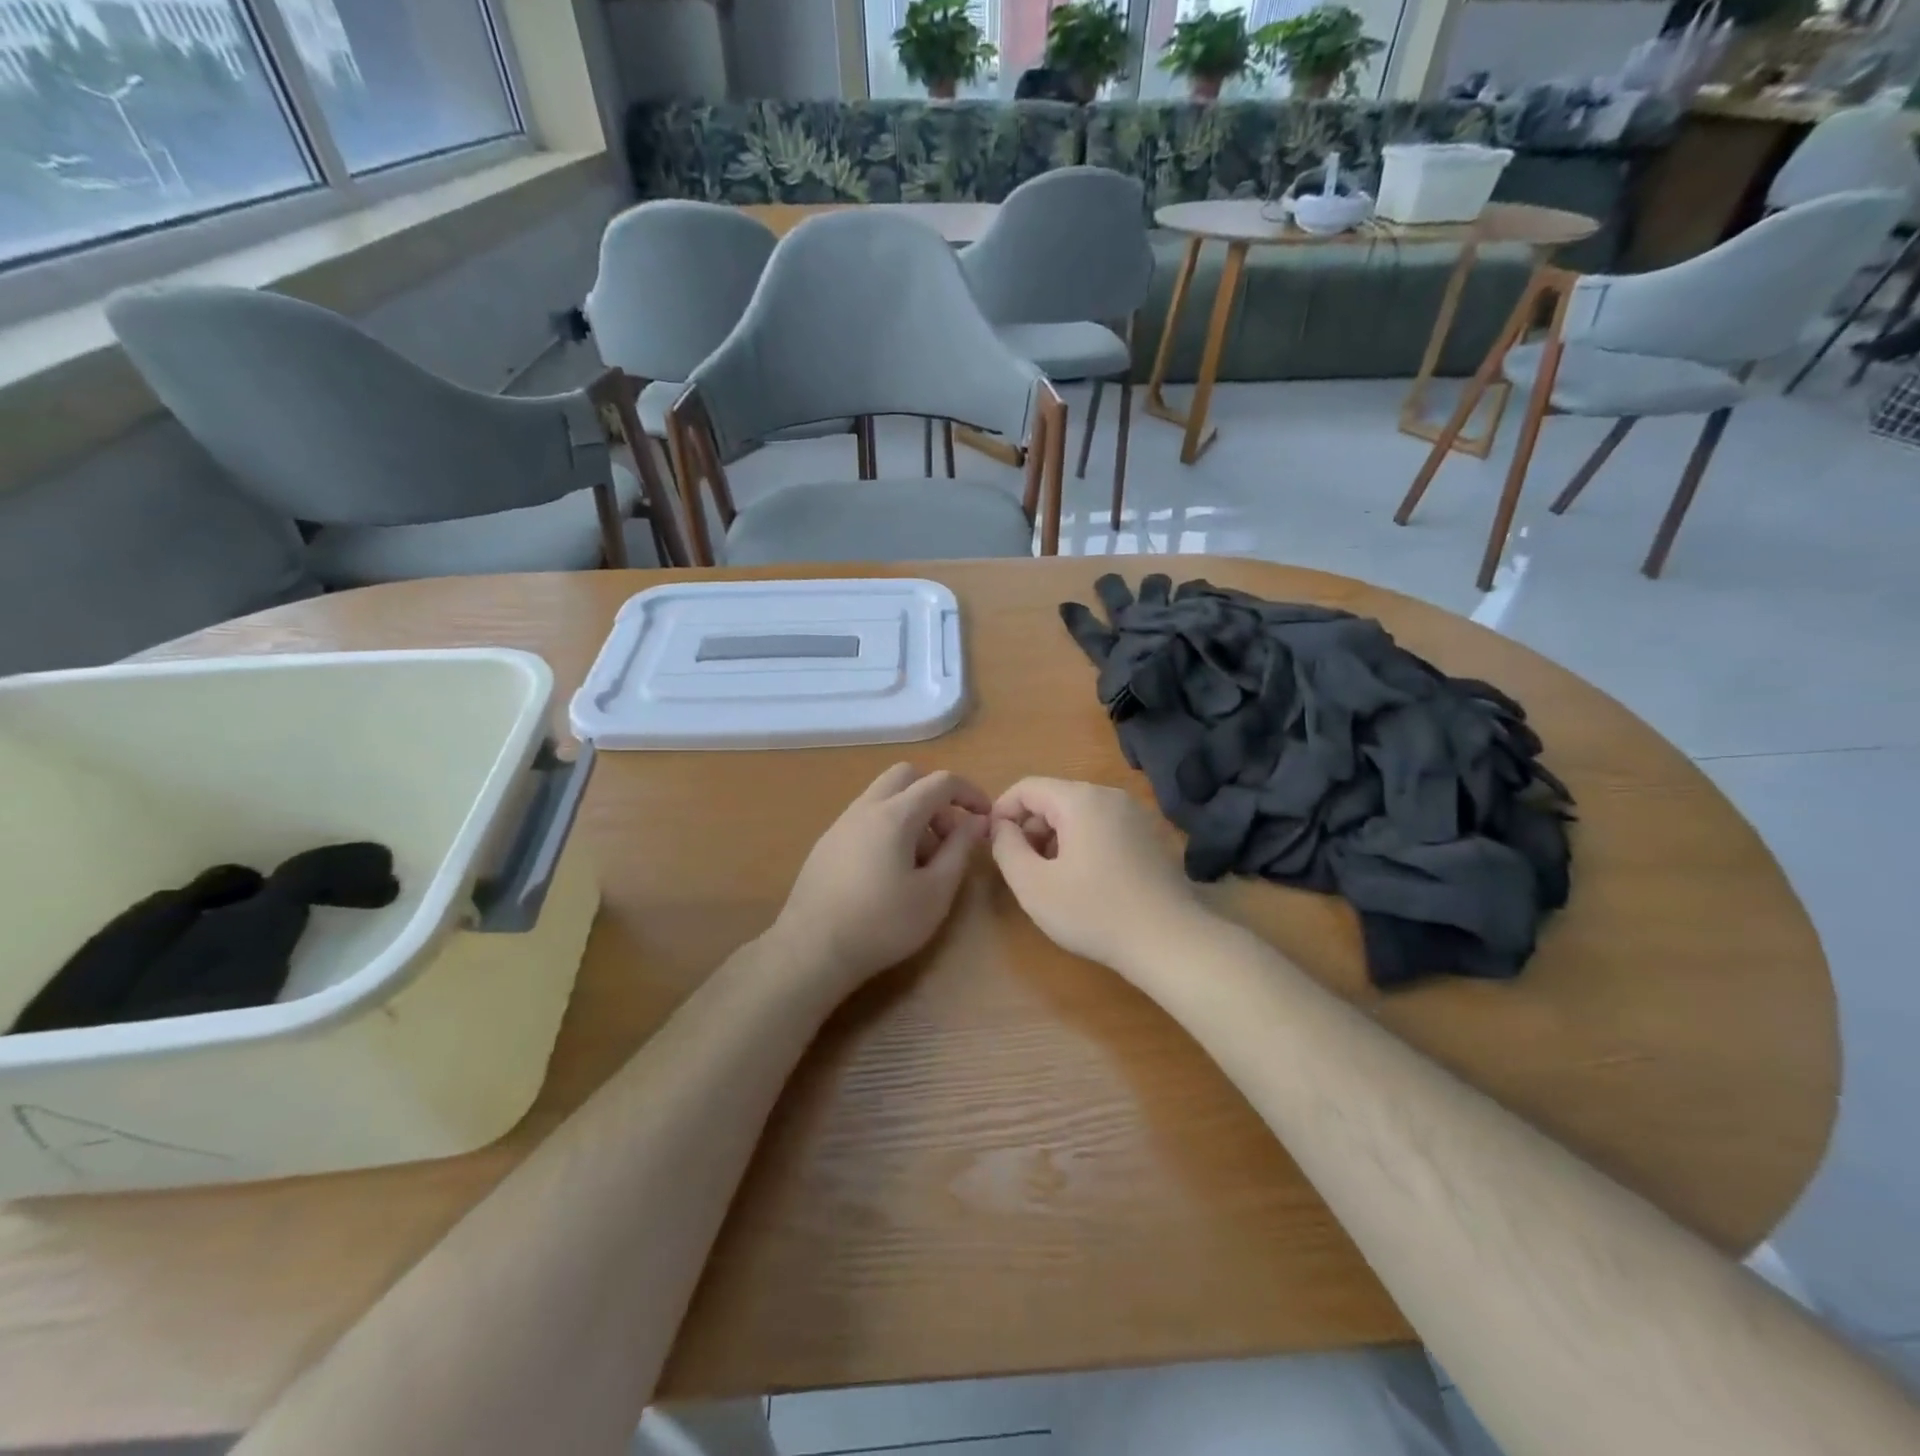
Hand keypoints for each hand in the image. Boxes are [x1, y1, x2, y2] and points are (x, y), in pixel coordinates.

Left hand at [768, 764, 991, 986]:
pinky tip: (889, 871)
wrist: (812, 950)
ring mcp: (841, 823)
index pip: (941, 782)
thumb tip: (977, 821)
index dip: (970, 793)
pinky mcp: (827, 842)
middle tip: (948, 835)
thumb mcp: (935, 892)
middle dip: (935, 796)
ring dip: (911, 813)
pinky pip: (866, 817)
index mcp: (895, 814)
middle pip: (906, 776)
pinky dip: (888, 827)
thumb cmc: (882, 923)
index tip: (985, 817)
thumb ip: (959, 850)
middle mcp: (866, 807)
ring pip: (884, 796)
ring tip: (921, 862)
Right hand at [990, 777, 1213, 977]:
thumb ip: (1006, 848)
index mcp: (1080, 799)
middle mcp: (1110, 796)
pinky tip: (1085, 882)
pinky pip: (1104, 827)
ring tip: (1052, 878)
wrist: (1170, 942)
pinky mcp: (1150, 836)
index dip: (1002, 811)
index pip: (1027, 787)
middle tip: (1022, 868)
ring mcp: (1136, 815)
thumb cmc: (1094, 912)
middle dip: (1030, 827)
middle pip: (1055, 798)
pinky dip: (1083, 844)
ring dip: (1056, 838)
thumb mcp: (1033, 885)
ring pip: (1079, 813)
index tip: (993, 844)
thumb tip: (1001, 827)